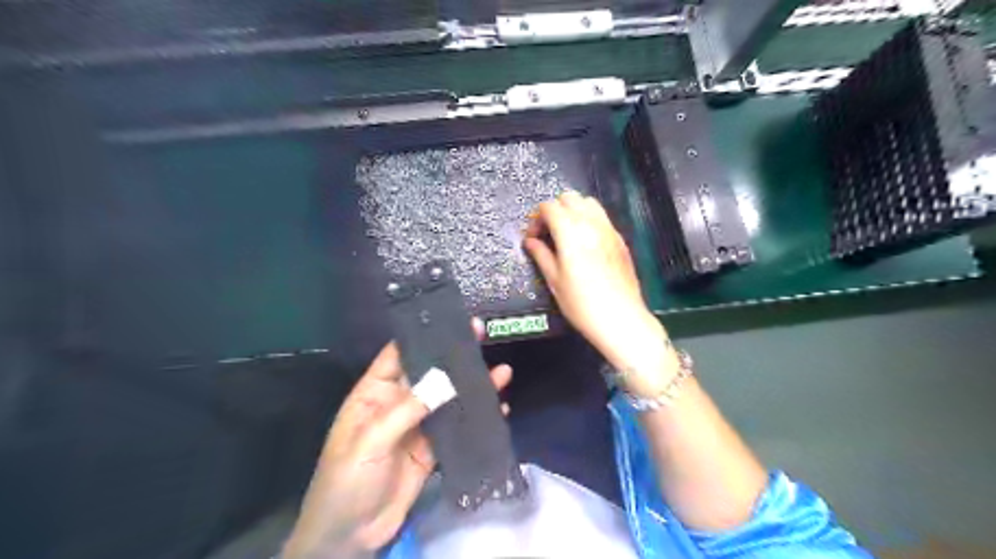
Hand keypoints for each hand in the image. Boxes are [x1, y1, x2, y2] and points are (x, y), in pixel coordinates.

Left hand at [283, 337, 508, 558]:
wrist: (350, 536)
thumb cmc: (347, 480)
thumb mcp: (371, 441)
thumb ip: (408, 409)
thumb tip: (446, 380)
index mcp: (374, 394)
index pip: (398, 355)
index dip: (421, 336)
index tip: (448, 320)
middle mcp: (397, 403)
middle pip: (428, 373)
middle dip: (453, 356)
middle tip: (481, 334)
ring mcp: (417, 426)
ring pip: (447, 398)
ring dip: (472, 386)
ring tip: (501, 371)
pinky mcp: (432, 448)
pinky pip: (456, 427)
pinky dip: (476, 417)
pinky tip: (497, 408)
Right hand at [522, 193, 676, 397]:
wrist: (620, 318)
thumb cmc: (582, 304)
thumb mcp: (554, 281)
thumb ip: (541, 255)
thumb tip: (530, 242)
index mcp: (571, 233)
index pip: (549, 207)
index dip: (536, 218)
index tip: (533, 237)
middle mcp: (591, 224)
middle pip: (569, 198)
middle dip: (554, 210)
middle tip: (547, 232)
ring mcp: (609, 230)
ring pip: (589, 203)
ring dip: (573, 211)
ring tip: (565, 233)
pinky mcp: (620, 239)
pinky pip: (602, 217)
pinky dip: (589, 220)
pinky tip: (584, 242)